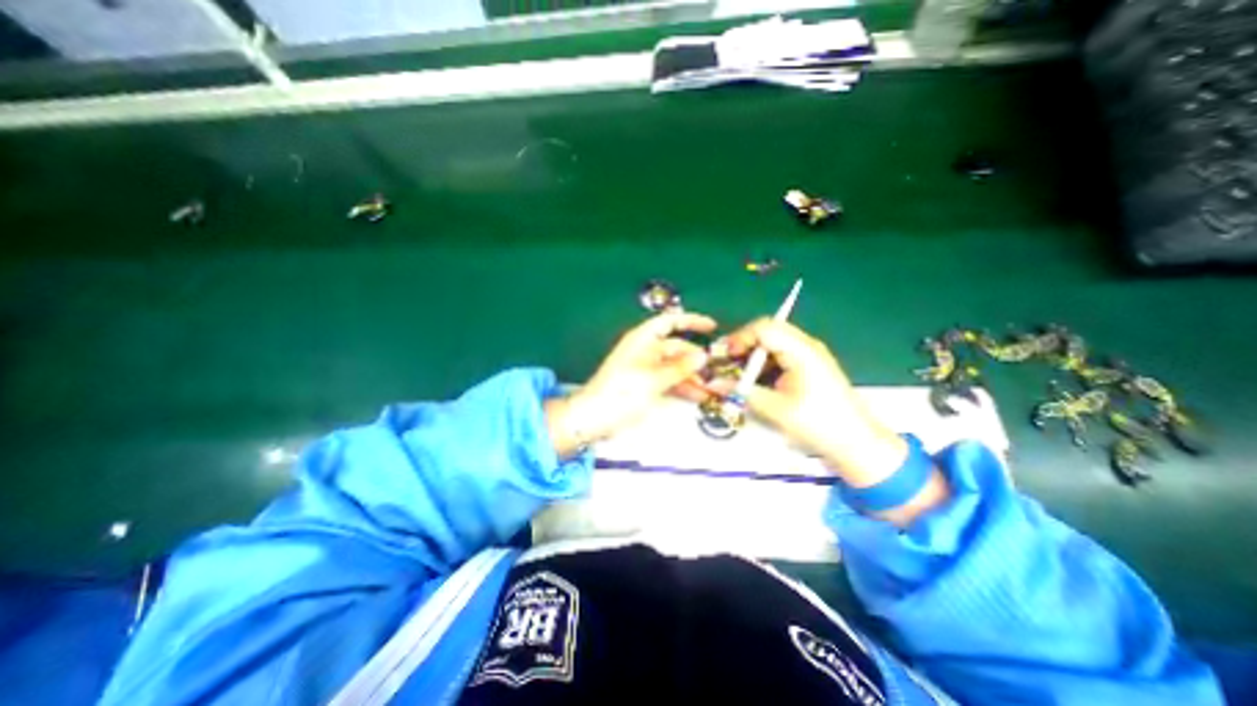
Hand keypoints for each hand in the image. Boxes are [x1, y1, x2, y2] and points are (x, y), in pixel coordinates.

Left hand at [549, 310, 717, 456]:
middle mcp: (645, 350)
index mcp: (642, 340)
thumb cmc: (621, 393)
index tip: (712, 326)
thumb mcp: (653, 379)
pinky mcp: (646, 385)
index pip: (669, 322)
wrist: (594, 417)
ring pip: (675, 367)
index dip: (691, 321)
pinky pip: (669, 380)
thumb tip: (703, 356)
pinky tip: (698, 395)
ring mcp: (646, 369)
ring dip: (692, 376)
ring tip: (712, 388)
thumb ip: (679, 367)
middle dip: (696, 359)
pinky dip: (682, 386)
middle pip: (676, 348)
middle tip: (717, 372)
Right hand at [722, 317, 908, 488]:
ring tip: (739, 371)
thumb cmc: (818, 424)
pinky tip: (757, 378)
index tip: (726, 355)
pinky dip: (765, 361)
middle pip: (769, 329)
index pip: (764, 328)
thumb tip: (713, 383)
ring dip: (754, 352)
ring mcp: (810, 354)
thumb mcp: (775, 409)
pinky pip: (782, 353)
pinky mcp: (810, 365)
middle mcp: (806, 345)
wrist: (857, 443)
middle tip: (729, 361)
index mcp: (801, 351)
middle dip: (745, 343)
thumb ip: (742, 392)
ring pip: (774, 340)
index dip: (740, 337)